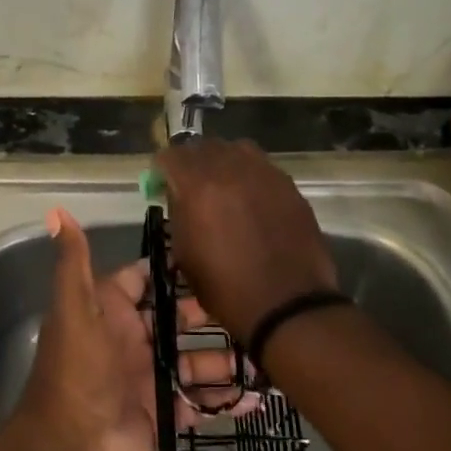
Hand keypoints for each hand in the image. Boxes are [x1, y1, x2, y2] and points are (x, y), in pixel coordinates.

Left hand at [12, 208, 253, 450]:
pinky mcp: (163, 414)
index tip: (217, 254)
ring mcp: (149, 378)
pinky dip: (226, 400)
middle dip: (212, 314)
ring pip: (194, 362)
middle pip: (178, 320)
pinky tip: (260, 396)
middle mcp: (132, 340)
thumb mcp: (75, 310)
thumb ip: (73, 263)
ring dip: (227, 358)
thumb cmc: (78, 372)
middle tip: (255, 306)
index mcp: (111, 312)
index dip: (175, 269)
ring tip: (269, 351)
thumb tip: (57, 211)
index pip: (145, 280)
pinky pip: (200, 402)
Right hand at [155, 139, 338, 342]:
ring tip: (223, 185)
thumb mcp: (185, 254)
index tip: (161, 184)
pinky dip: (250, 175)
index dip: (162, 169)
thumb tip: (179, 196)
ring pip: (236, 149)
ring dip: (224, 161)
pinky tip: (251, 199)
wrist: (287, 304)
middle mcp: (230, 169)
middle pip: (203, 146)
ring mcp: (264, 173)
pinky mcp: (288, 185)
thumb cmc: (226, 288)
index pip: (171, 156)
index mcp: (198, 186)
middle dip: (192, 161)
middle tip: (190, 184)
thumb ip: (179, 214)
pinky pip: (262, 167)